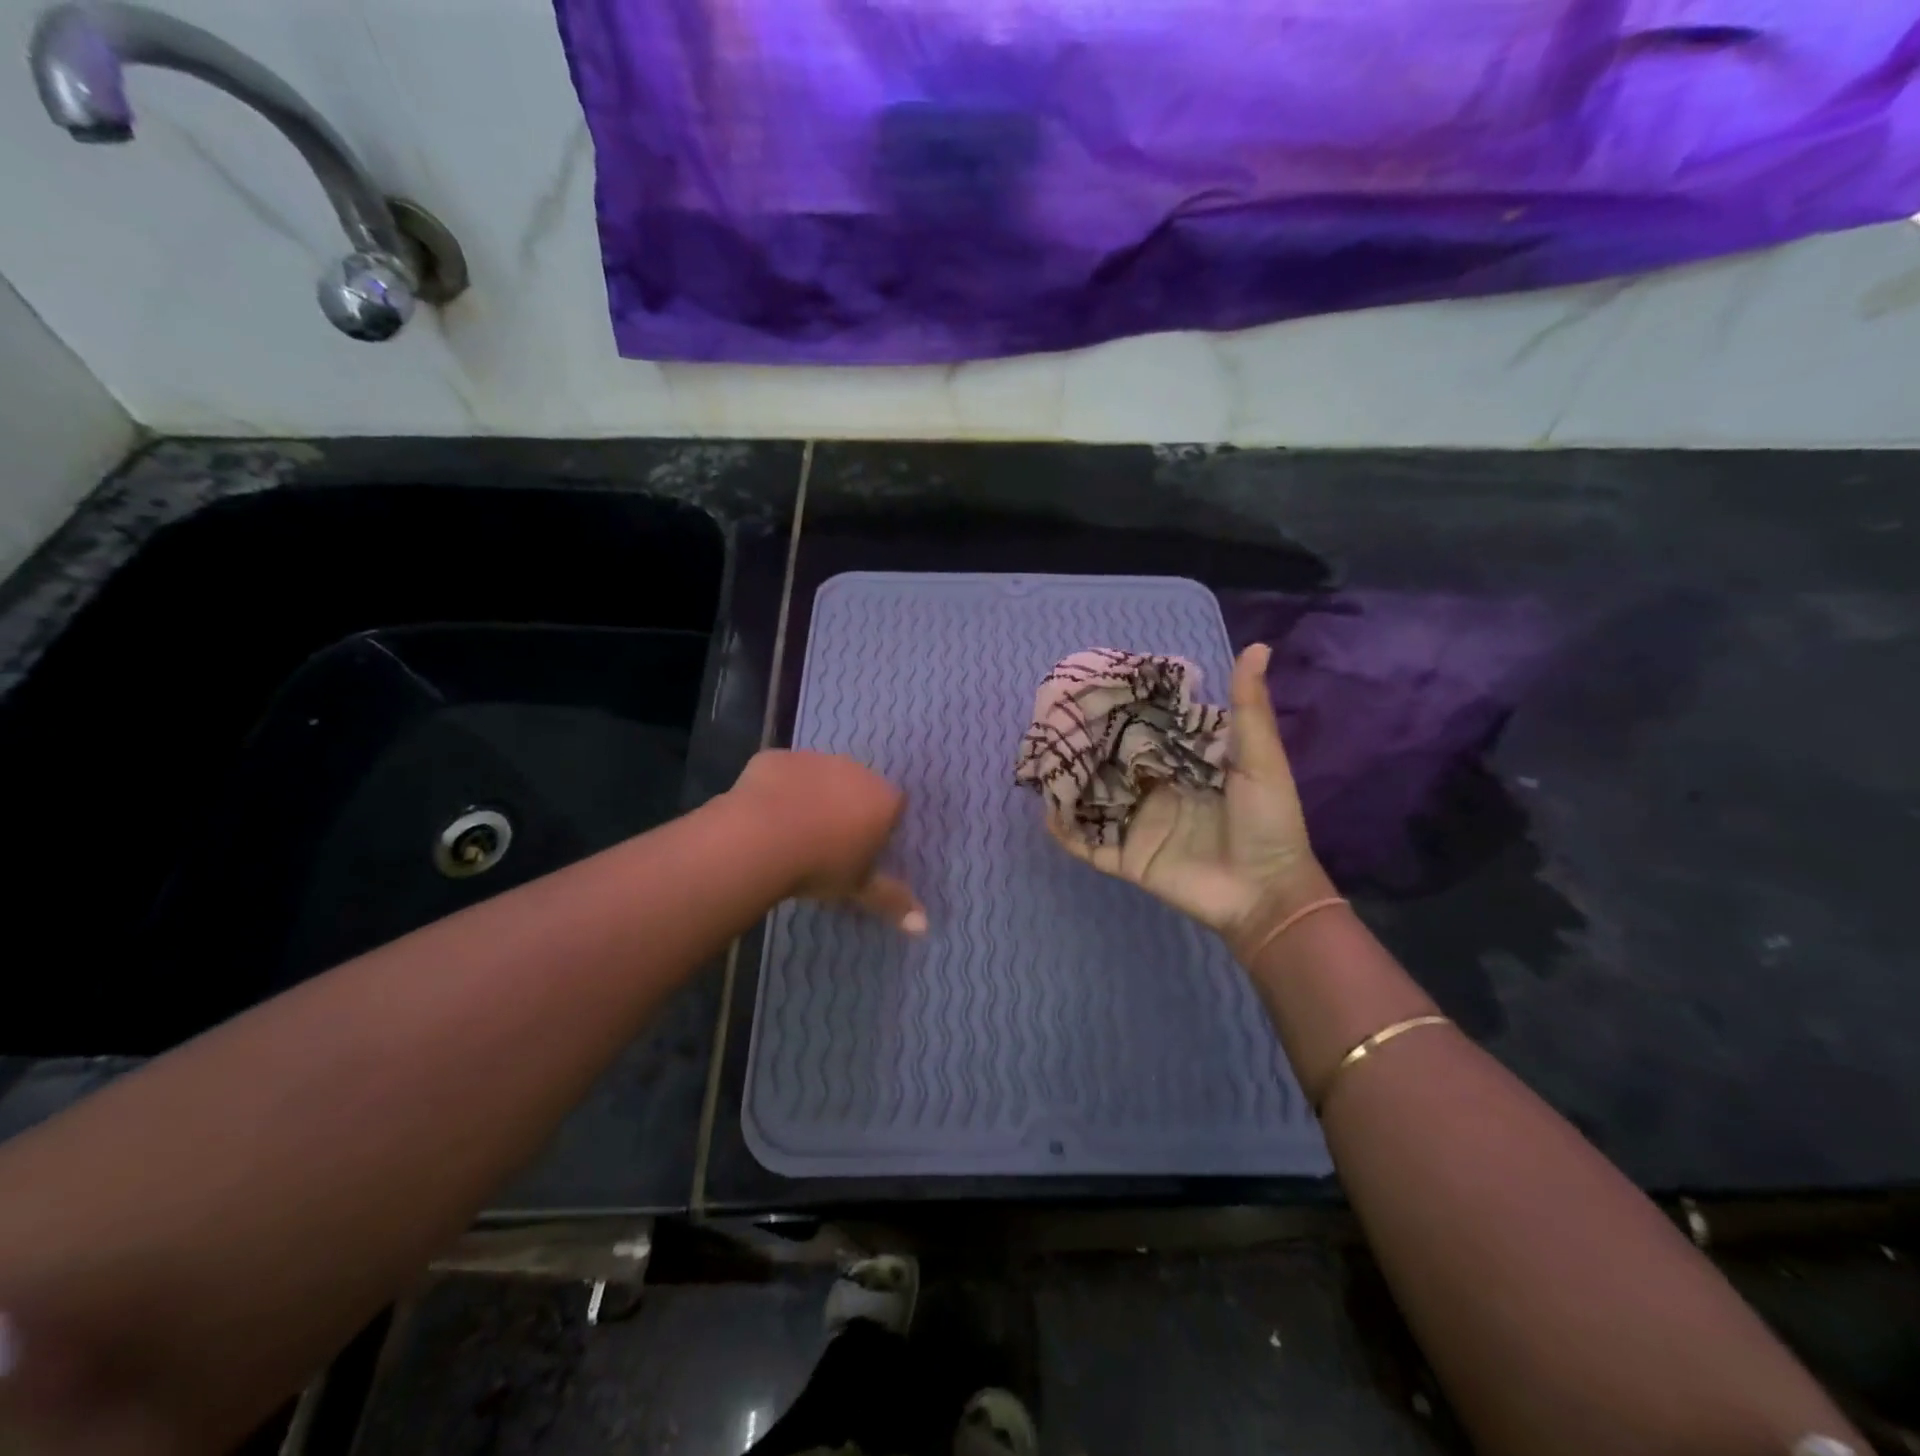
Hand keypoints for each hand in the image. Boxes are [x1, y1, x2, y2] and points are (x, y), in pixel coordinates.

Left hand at [729, 750, 926, 932]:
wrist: (759, 838)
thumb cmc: (820, 865)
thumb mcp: (858, 887)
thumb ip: (893, 901)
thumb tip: (924, 927)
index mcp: (883, 799)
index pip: (894, 807)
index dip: (880, 826)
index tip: (862, 850)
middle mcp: (855, 770)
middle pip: (858, 786)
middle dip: (848, 806)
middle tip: (827, 842)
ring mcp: (815, 759)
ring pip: (820, 776)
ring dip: (813, 794)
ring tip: (792, 829)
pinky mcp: (778, 756)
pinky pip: (784, 772)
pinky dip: (779, 788)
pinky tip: (764, 813)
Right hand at [1045, 643, 1329, 940]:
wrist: (1267, 893)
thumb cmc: (1269, 822)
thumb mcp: (1261, 759)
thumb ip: (1249, 708)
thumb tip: (1259, 646)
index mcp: (1182, 764)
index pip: (1143, 731)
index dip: (1121, 710)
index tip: (1092, 684)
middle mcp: (1155, 790)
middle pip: (1110, 763)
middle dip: (1084, 744)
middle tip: (1051, 718)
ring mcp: (1138, 825)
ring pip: (1093, 799)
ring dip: (1069, 783)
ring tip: (1038, 759)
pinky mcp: (1127, 858)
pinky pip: (1089, 844)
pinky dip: (1066, 831)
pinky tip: (1045, 810)